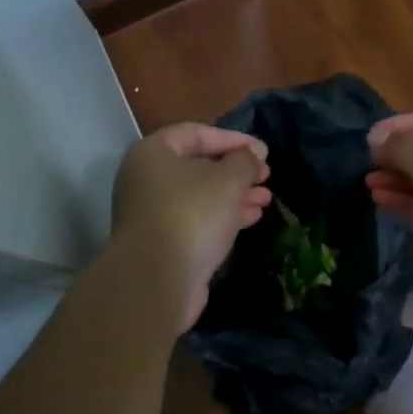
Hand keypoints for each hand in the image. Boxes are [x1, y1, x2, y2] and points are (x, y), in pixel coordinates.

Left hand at [113, 123, 271, 331]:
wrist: (157, 280)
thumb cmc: (192, 215)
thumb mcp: (228, 180)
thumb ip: (245, 161)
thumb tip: (254, 153)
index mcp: (152, 154)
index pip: (195, 133)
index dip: (232, 138)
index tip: (262, 150)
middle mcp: (146, 179)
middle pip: (197, 166)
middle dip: (236, 170)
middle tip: (266, 175)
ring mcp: (152, 213)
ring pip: (200, 195)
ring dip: (235, 195)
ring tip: (266, 199)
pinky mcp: (162, 242)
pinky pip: (196, 219)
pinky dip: (223, 215)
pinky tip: (251, 218)